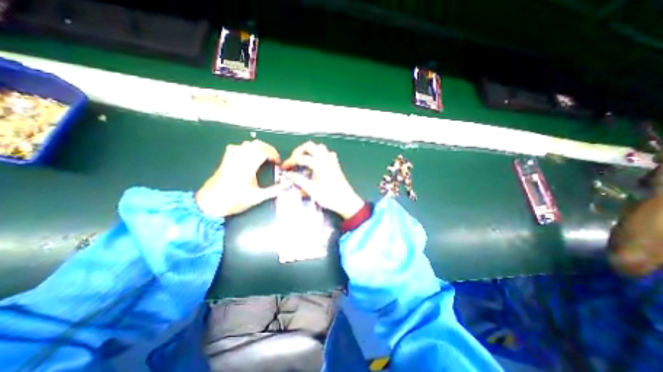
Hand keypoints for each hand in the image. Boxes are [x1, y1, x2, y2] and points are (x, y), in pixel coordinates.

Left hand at [195, 141, 279, 217]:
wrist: (209, 205)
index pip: (263, 152)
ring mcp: (231, 159)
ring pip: (246, 144)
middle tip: (274, 157)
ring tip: (264, 156)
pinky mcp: (225, 161)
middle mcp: (239, 160)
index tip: (278, 162)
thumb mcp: (256, 198)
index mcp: (248, 168)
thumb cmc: (234, 201)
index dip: (274, 154)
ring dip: (258, 147)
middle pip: (256, 145)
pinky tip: (247, 155)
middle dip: (268, 148)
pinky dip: (244, 148)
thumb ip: (273, 191)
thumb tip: (287, 186)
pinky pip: (235, 148)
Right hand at [279, 141, 361, 218]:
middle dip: (299, 151)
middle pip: (310, 146)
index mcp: (319, 165)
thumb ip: (300, 181)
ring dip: (310, 150)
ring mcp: (332, 161)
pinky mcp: (336, 165)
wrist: (347, 201)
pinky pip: (328, 154)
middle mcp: (326, 159)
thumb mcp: (312, 191)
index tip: (284, 167)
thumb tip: (289, 175)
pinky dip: (321, 154)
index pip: (301, 158)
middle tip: (293, 160)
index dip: (291, 161)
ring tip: (303, 159)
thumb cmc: (330, 197)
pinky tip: (318, 161)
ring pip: (320, 148)